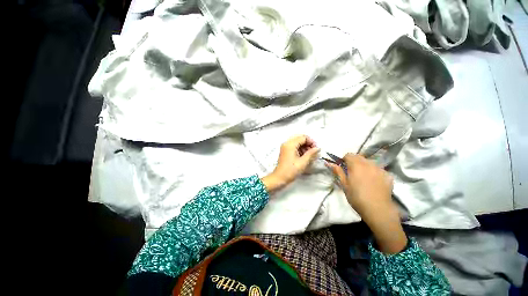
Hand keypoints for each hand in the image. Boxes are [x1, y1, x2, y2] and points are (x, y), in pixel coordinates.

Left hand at [261, 135, 320, 192]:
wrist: (279, 178)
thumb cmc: (291, 170)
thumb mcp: (303, 162)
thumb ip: (311, 153)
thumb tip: (318, 148)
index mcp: (290, 144)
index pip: (303, 137)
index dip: (311, 142)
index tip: (316, 149)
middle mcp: (287, 143)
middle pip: (300, 139)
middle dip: (308, 144)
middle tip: (313, 152)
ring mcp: (285, 147)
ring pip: (297, 143)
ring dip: (304, 147)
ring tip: (309, 156)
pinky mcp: (285, 151)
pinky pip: (294, 147)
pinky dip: (300, 150)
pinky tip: (304, 156)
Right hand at [326, 153, 406, 253]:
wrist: (378, 210)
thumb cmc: (357, 197)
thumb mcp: (344, 184)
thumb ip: (338, 171)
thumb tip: (329, 162)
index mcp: (356, 165)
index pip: (349, 155)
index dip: (344, 159)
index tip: (343, 167)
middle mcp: (369, 164)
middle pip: (359, 157)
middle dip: (354, 161)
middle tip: (352, 172)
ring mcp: (380, 169)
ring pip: (369, 162)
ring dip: (364, 165)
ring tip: (363, 177)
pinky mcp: (388, 175)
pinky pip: (378, 169)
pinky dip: (374, 171)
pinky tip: (373, 181)